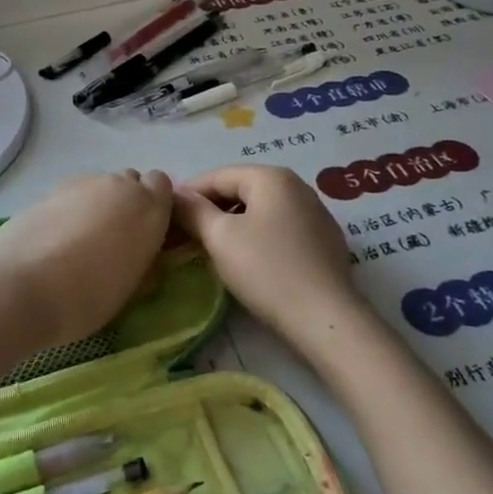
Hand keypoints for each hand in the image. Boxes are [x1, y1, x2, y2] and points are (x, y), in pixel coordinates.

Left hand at [0, 169, 174, 349]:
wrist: (18, 287)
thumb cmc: (85, 298)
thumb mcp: (131, 288)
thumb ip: (146, 260)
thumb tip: (147, 254)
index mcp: (149, 208)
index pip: (162, 186)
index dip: (156, 207)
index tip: (147, 234)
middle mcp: (119, 186)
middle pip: (131, 183)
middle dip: (128, 204)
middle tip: (116, 240)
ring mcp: (82, 184)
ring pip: (101, 188)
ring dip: (99, 206)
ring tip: (81, 243)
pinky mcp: (50, 189)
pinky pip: (73, 195)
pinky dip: (71, 211)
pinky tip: (56, 240)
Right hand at [172, 166, 374, 357]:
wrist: (325, 317)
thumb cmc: (266, 269)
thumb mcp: (220, 237)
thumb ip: (193, 211)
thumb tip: (174, 194)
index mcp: (272, 177)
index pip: (218, 175)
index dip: (188, 194)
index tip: (167, 217)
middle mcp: (297, 186)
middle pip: (241, 189)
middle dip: (211, 209)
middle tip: (186, 235)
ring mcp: (315, 212)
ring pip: (261, 210)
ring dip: (234, 223)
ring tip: (213, 248)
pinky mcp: (324, 241)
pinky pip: (280, 228)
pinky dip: (258, 236)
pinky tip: (249, 260)